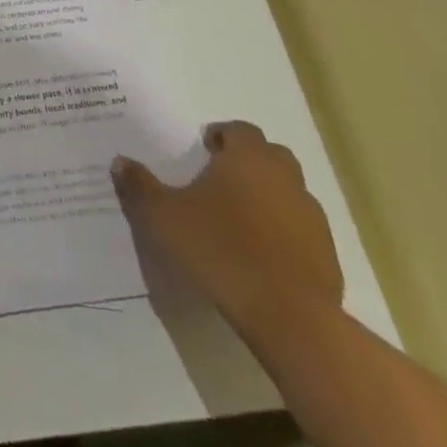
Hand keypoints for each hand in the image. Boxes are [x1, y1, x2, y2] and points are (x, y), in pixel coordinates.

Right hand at [112, 120, 342, 344]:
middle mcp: (285, 179)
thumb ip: (140, 185)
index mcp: (248, 160)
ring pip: (288, 192)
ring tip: (236, 217)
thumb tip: (120, 162)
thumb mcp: (162, 215)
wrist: (288, 316)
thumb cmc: (219, 249)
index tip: (202, 148)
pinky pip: (299, 228)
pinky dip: (281, 230)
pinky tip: (258, 252)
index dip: (221, 135)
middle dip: (247, 161)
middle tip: (217, 178)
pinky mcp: (326, 254)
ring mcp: (312, 217)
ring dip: (266, 196)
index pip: (241, 130)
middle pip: (271, 156)